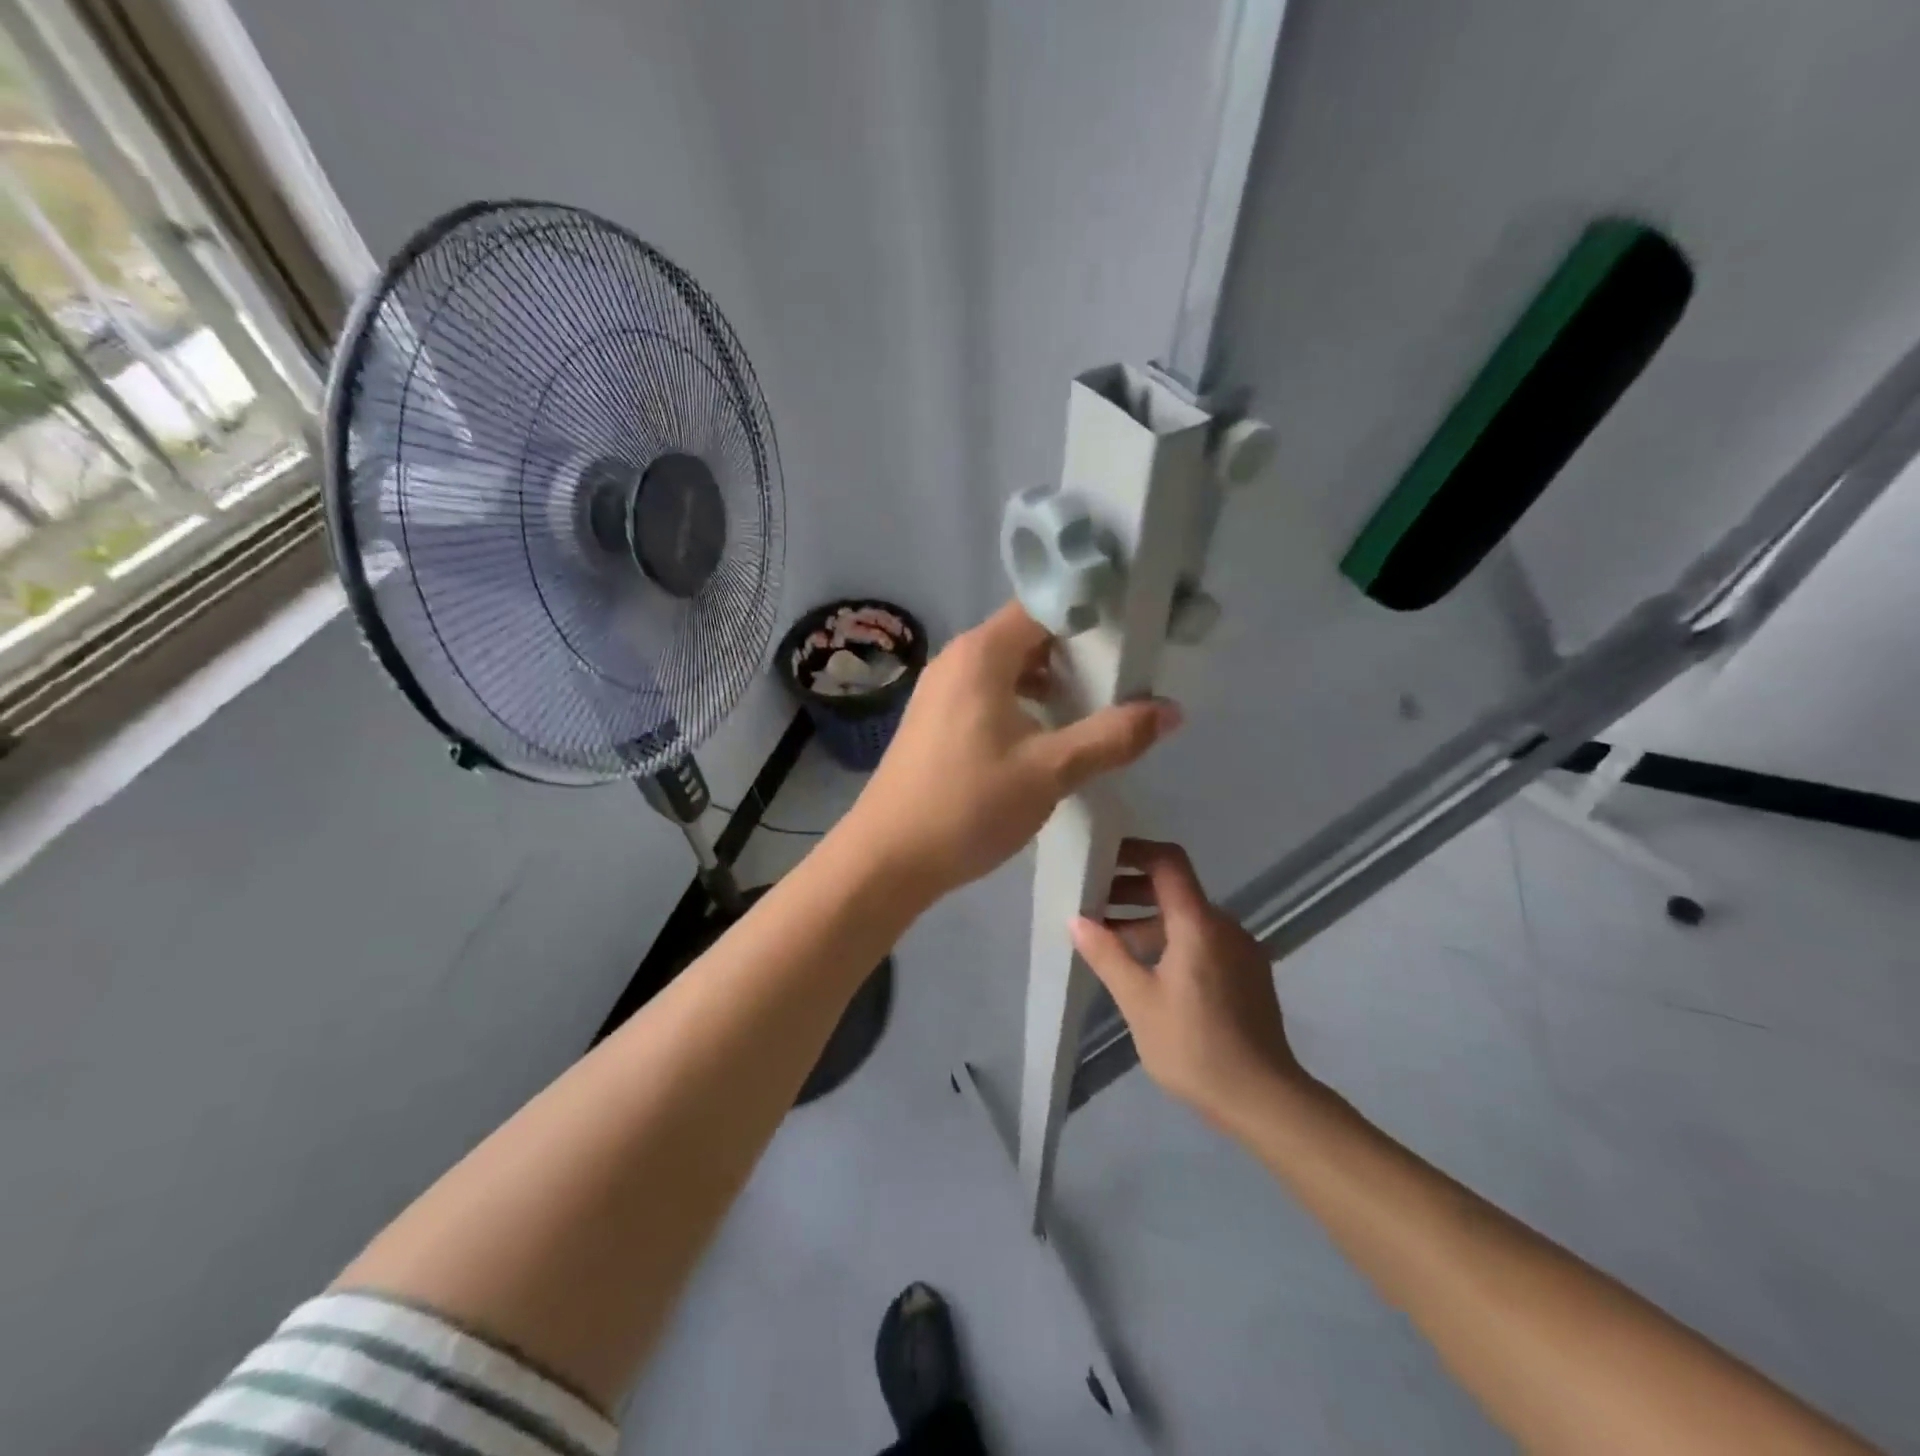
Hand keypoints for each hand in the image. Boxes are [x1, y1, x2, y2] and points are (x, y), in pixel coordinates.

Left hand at [846, 602, 1180, 897]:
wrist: (887, 858)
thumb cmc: (968, 805)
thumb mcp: (1050, 771)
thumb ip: (1111, 737)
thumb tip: (1170, 710)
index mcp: (981, 654)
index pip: (1044, 607)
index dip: (1090, 615)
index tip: (1132, 634)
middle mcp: (957, 659)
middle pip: (1027, 635)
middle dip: (1076, 652)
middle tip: (1124, 677)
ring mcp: (940, 690)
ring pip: (1008, 667)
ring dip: (1050, 681)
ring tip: (1094, 708)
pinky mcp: (935, 719)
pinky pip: (988, 692)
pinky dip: (1022, 702)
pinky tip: (1047, 735)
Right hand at [1071, 839, 1314, 1128]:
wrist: (1264, 1100)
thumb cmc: (1194, 1047)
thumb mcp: (1138, 1001)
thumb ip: (1107, 955)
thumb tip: (1076, 919)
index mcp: (1198, 924)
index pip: (1167, 862)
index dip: (1133, 851)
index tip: (1100, 857)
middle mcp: (1224, 926)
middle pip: (1175, 888)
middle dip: (1130, 890)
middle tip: (1092, 904)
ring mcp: (1240, 950)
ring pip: (1187, 918)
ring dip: (1147, 919)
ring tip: (1110, 941)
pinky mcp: (1247, 974)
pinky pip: (1203, 940)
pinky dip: (1170, 940)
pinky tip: (1147, 969)